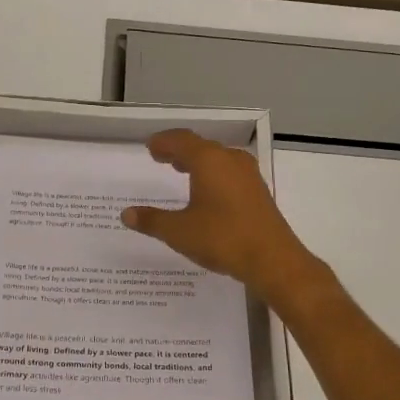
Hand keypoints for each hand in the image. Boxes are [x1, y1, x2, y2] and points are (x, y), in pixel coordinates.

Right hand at [120, 129, 329, 309]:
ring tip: (182, 171)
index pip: (181, 140)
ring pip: (218, 159)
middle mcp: (230, 160)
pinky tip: (208, 193)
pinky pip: (230, 172)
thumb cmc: (222, 238)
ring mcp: (248, 175)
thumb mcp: (179, 232)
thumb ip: (152, 220)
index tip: (151, 147)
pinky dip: (214, 174)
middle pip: (201, 146)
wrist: (272, 259)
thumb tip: (126, 214)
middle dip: (180, 151)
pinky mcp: (258, 192)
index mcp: (209, 160)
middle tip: (162, 158)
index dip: (164, 142)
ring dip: (198, 162)